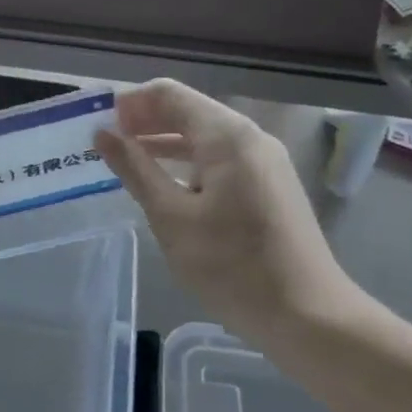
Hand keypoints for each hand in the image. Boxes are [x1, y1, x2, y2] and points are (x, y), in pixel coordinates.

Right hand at [95, 80, 364, 337]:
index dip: (130, 104)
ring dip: (163, 141)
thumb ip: (135, 169)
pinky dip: (187, 161)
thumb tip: (102, 134)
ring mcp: (264, 161)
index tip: (99, 127)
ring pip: (203, 134)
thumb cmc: (233, 266)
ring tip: (126, 161)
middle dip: (144, 120)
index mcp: (226, 135)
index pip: (168, 94)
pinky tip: (165, 184)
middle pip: (187, 109)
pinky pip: (219, 157)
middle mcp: (249, 136)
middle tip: (106, 145)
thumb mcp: (171, 217)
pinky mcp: (269, 184)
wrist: (311, 318)